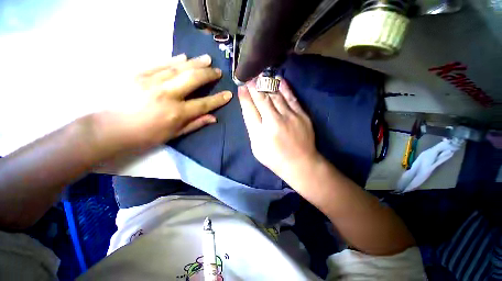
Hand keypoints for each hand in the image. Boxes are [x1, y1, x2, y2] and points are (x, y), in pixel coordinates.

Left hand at [94, 54, 231, 151]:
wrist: (109, 129)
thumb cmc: (145, 136)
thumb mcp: (173, 134)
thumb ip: (195, 124)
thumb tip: (213, 117)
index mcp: (176, 113)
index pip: (204, 104)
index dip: (218, 99)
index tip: (228, 94)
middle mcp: (167, 95)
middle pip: (193, 79)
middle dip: (208, 74)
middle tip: (217, 71)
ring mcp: (151, 81)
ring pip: (179, 68)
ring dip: (195, 63)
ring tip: (207, 59)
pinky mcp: (138, 74)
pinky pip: (160, 63)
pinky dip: (174, 60)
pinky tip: (184, 57)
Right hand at [238, 77, 319, 181]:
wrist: (300, 163)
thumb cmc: (274, 158)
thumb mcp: (257, 147)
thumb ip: (252, 128)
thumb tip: (249, 109)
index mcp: (260, 132)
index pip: (249, 109)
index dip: (244, 97)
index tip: (241, 87)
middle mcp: (274, 121)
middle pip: (262, 99)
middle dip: (254, 86)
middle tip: (249, 76)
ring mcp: (289, 116)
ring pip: (276, 95)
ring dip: (267, 84)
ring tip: (260, 75)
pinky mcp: (302, 115)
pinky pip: (291, 97)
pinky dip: (284, 87)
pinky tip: (278, 79)